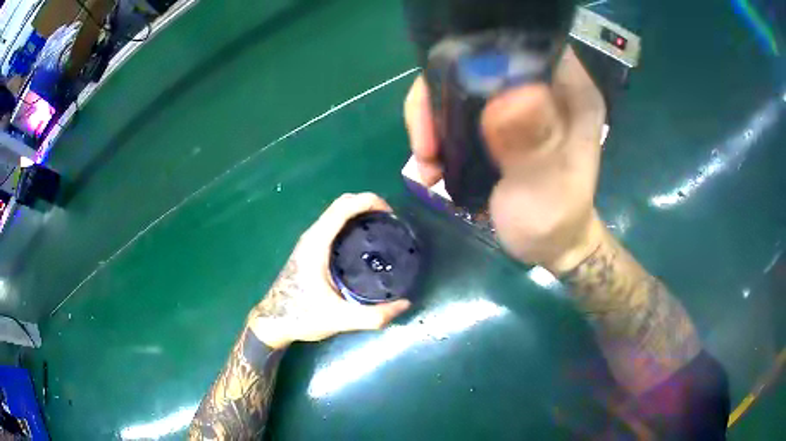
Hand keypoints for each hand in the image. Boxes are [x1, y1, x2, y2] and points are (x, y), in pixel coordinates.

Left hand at [248, 193, 410, 348]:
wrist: (273, 322)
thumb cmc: (301, 317)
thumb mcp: (340, 319)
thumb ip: (373, 316)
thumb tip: (405, 305)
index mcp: (317, 244)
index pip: (343, 207)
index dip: (369, 201)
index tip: (391, 214)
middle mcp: (312, 236)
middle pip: (341, 205)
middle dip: (368, 205)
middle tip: (391, 223)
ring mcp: (309, 242)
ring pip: (336, 214)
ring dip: (359, 213)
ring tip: (383, 230)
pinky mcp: (310, 250)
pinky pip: (333, 226)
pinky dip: (351, 223)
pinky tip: (365, 243)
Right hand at [404, 47, 605, 272]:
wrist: (549, 245)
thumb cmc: (556, 221)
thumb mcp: (548, 189)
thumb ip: (533, 145)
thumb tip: (509, 95)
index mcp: (569, 89)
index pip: (519, 42)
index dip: (476, 52)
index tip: (444, 90)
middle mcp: (543, 85)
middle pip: (478, 60)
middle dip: (441, 94)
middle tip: (424, 141)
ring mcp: (518, 101)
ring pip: (460, 84)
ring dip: (433, 119)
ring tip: (426, 160)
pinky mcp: (499, 119)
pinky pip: (456, 109)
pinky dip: (437, 132)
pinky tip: (433, 163)